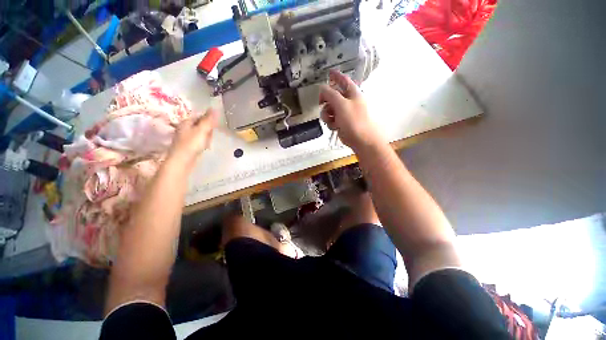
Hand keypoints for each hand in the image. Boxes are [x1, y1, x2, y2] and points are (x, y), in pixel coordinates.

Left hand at [167, 108, 217, 165]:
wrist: (182, 162)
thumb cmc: (191, 144)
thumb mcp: (202, 130)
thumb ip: (209, 120)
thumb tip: (215, 108)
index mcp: (186, 122)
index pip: (200, 116)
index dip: (209, 120)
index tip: (215, 126)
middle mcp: (185, 128)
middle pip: (201, 125)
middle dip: (208, 130)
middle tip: (210, 135)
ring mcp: (186, 138)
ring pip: (201, 134)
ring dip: (207, 137)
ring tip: (208, 143)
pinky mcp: (189, 146)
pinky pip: (200, 141)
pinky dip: (204, 143)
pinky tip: (205, 147)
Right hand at [319, 70, 384, 150]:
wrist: (361, 140)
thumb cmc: (354, 121)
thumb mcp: (341, 105)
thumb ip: (330, 94)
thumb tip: (322, 87)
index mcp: (352, 93)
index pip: (343, 80)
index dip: (335, 75)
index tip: (328, 73)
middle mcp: (348, 101)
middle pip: (333, 95)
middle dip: (326, 101)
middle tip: (321, 104)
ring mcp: (345, 112)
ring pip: (330, 108)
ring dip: (327, 114)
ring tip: (331, 120)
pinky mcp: (341, 122)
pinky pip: (331, 118)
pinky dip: (330, 122)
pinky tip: (334, 126)